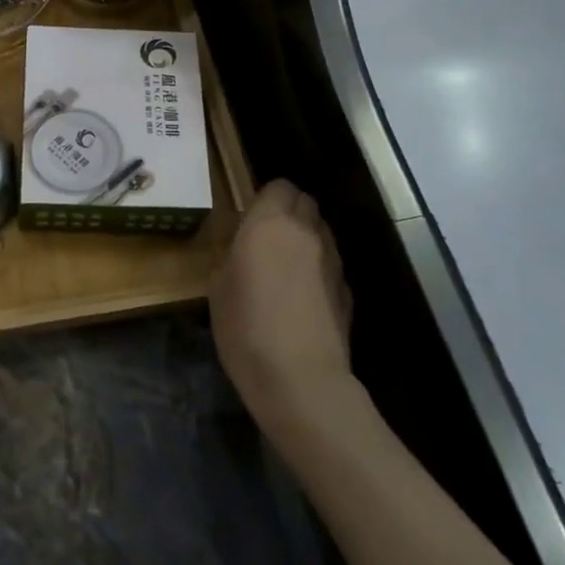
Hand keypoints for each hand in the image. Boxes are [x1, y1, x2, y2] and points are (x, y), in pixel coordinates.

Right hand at [209, 181, 353, 437]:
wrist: (300, 378)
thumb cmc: (245, 326)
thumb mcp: (217, 286)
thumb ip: (231, 253)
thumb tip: (240, 246)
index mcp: (270, 223)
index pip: (278, 186)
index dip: (265, 197)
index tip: (248, 217)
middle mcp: (306, 232)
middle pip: (304, 202)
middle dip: (287, 211)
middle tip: (264, 237)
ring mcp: (332, 260)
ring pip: (320, 231)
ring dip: (303, 238)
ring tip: (283, 267)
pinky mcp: (347, 289)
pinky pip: (329, 263)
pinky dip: (316, 268)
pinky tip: (300, 297)